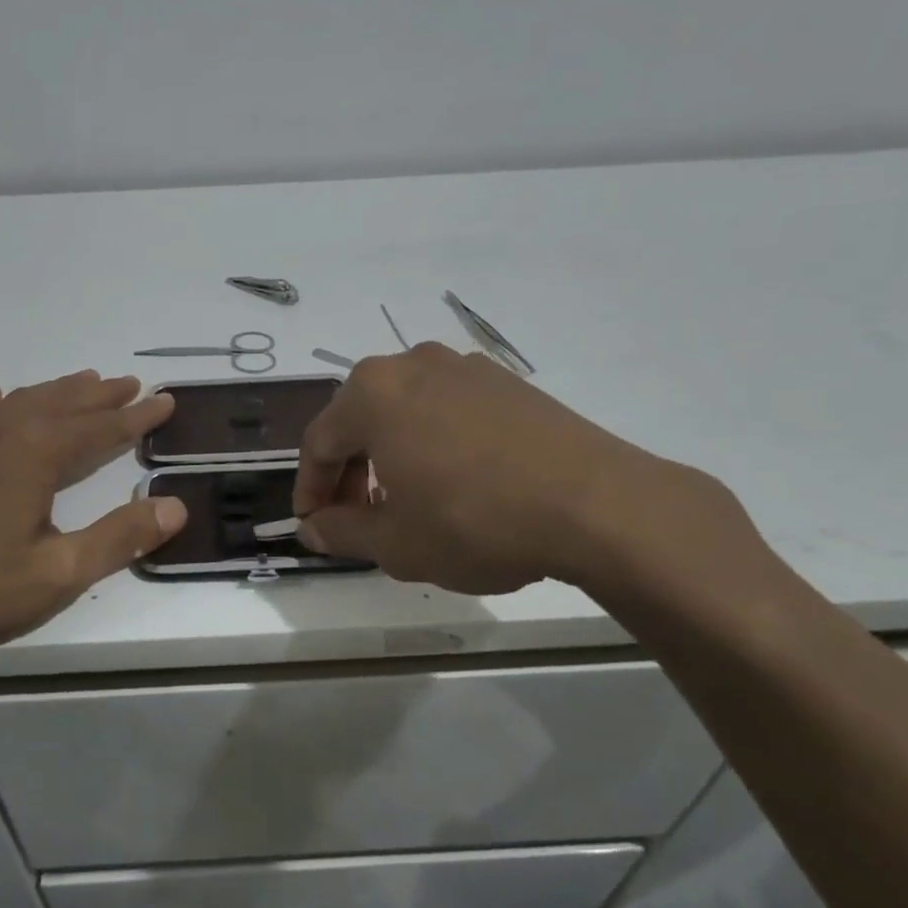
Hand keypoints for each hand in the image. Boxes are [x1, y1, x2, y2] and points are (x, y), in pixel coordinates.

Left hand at [0, 371, 185, 651]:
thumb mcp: (58, 572)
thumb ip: (120, 538)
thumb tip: (176, 507)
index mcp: (38, 454)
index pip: (103, 428)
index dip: (138, 416)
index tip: (166, 401)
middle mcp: (5, 431)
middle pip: (65, 404)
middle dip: (102, 395)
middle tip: (130, 384)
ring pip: (22, 400)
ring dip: (58, 391)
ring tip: (83, 381)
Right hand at [293, 344, 725, 595]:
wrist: (597, 503)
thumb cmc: (475, 521)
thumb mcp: (396, 543)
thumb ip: (342, 532)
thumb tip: (312, 529)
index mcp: (372, 393)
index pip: (320, 442)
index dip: (310, 488)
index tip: (313, 525)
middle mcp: (410, 365)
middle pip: (359, 420)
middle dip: (350, 471)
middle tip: (356, 517)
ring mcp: (462, 367)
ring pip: (403, 411)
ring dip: (390, 455)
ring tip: (405, 502)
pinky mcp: (505, 381)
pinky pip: (446, 408)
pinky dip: (432, 441)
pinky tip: (453, 481)